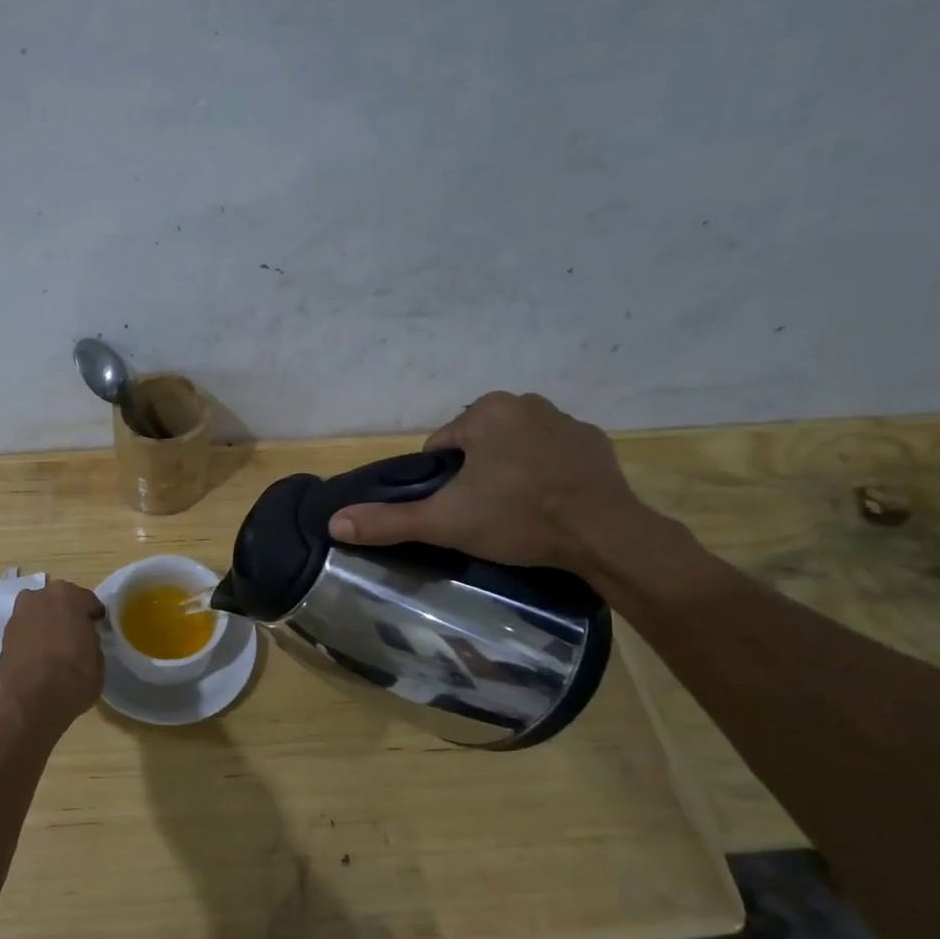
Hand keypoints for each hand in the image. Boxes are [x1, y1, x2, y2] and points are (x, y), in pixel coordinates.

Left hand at [0, 580, 105, 728]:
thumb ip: (91, 640)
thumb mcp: (98, 659)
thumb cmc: (74, 677)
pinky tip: (39, 657)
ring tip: (55, 647)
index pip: (87, 600)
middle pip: (58, 601)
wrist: (31, 703)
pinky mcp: (4, 636)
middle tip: (75, 635)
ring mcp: (18, 615)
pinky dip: (32, 638)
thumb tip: (84, 640)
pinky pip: (26, 630)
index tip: (96, 628)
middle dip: (67, 614)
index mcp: (68, 596)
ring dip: (47, 623)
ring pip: (39, 613)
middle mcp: (39, 597)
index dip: (93, 616)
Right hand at [328, 392, 651, 574]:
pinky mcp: (594, 442)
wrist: (605, 535)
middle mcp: (525, 403)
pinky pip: (552, 452)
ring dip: (508, 470)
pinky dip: (545, 471)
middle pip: (477, 442)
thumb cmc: (518, 519)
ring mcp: (565, 420)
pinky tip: (549, 501)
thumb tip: (334, 523)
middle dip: (475, 473)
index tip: (456, 509)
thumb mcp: (445, 522)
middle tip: (484, 513)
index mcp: (485, 412)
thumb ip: (388, 521)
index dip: (440, 480)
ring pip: (514, 445)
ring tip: (517, 510)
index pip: (441, 445)